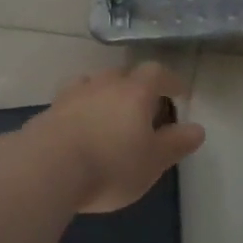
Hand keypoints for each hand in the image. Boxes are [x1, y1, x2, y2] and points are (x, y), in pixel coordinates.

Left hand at [28, 64, 204, 213]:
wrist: (45, 169)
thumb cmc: (111, 164)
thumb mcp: (153, 161)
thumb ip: (176, 143)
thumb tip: (197, 129)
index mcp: (135, 91)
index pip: (157, 73)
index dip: (170, 81)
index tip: (178, 93)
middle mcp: (104, 84)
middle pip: (123, 74)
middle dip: (135, 87)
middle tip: (142, 107)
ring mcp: (71, 95)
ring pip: (92, 84)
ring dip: (103, 95)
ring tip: (107, 115)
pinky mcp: (47, 113)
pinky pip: (69, 104)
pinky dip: (79, 112)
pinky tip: (78, 132)